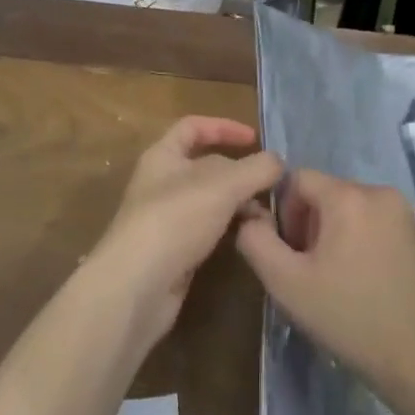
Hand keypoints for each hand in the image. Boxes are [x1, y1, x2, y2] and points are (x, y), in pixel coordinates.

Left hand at [89, 116, 280, 349]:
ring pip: (211, 200)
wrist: (137, 287)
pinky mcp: (175, 251)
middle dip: (240, 171)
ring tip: (269, 214)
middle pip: (206, 165)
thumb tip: (278, 161)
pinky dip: (230, 227)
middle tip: (272, 183)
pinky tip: (251, 236)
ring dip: (239, 202)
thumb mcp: (222, 185)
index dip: (223, 127)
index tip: (255, 139)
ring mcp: (167, 218)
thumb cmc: (175, 219)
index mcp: (163, 155)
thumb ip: (255, 168)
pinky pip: (208, 229)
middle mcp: (162, 182)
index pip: (193, 127)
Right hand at [235, 168, 414, 401]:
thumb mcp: (287, 284)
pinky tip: (367, 285)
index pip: (297, 179)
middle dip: (311, 226)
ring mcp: (406, 213)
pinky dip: (363, 243)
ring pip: (352, 209)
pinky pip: (377, 224)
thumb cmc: (351, 320)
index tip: (292, 256)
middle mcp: (380, 191)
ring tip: (339, 282)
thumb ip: (257, 241)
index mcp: (348, 196)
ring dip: (336, 235)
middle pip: (326, 193)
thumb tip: (249, 215)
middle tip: (312, 273)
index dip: (284, 214)